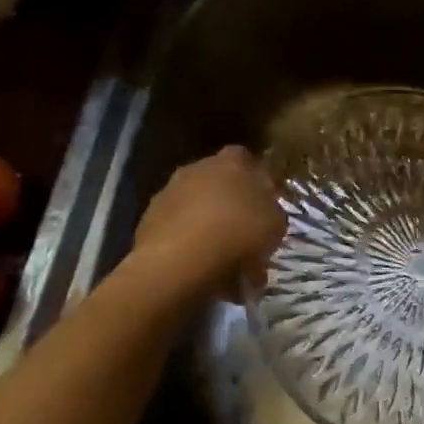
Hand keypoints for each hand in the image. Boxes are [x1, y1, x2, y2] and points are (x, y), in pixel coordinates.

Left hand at [132, 146, 286, 298]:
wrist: (180, 261)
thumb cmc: (238, 234)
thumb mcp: (276, 225)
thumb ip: (272, 212)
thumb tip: (266, 214)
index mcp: (232, 162)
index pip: (245, 158)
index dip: (253, 178)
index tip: (261, 201)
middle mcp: (197, 168)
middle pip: (216, 180)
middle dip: (227, 201)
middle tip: (241, 230)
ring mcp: (168, 192)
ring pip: (194, 204)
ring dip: (206, 223)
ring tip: (220, 256)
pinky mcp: (147, 219)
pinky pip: (176, 227)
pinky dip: (186, 241)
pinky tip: (198, 265)